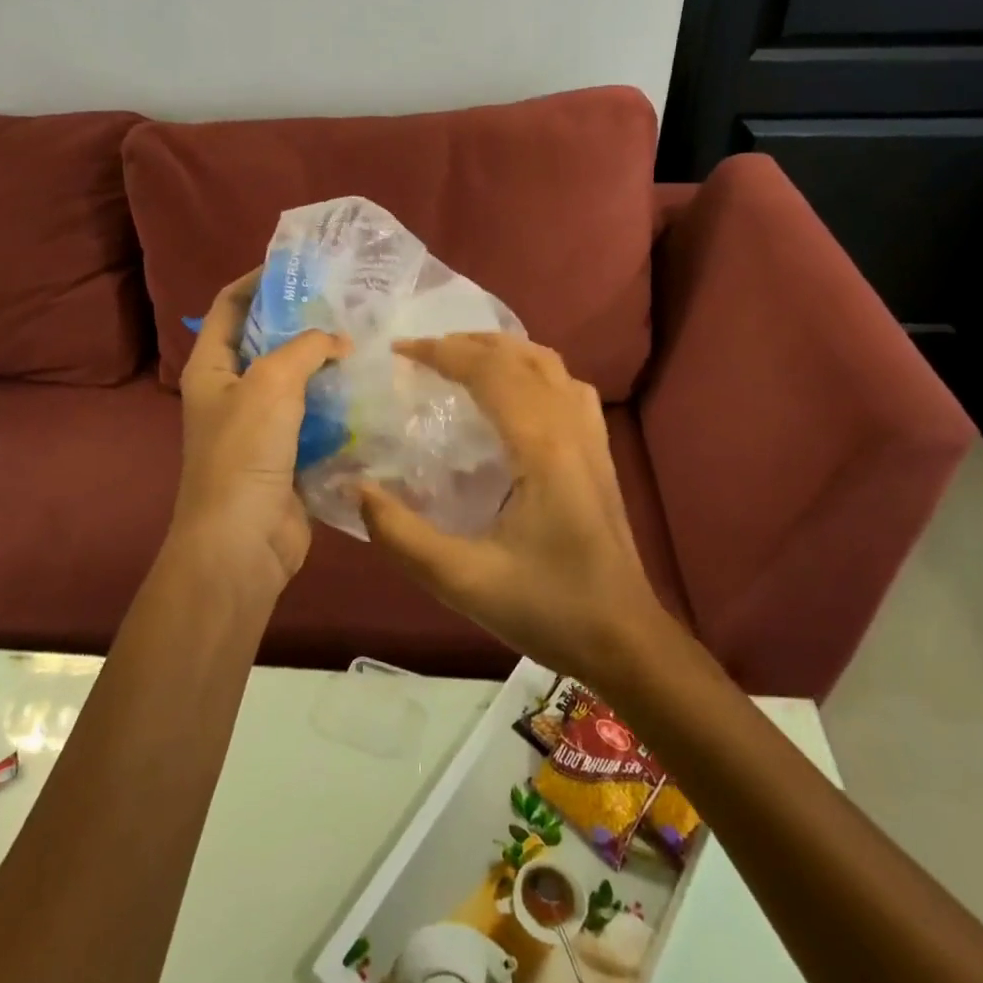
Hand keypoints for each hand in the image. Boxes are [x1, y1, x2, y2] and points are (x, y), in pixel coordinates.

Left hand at [168, 270, 349, 596]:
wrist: (242, 542)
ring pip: (295, 382)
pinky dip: (336, 404)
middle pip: (266, 342)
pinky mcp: (286, 454)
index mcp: (211, 368)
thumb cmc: (245, 453)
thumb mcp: (271, 384)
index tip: (299, 267)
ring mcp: (258, 426)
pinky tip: (368, 390)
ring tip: (365, 341)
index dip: (257, 281)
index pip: (228, 307)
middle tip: (346, 304)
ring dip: (324, 365)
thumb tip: (338, 341)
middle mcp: (231, 392)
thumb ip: (306, 348)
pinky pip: (313, 418)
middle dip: (302, 322)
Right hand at [357, 333, 673, 684]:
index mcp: (541, 446)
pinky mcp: (600, 454)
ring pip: (549, 365)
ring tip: (462, 360)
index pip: (489, 371)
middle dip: (467, 343)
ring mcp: (592, 438)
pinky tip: (515, 394)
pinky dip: (533, 371)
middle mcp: (570, 427)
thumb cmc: (548, 608)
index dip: (441, 352)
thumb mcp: (463, 580)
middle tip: (421, 353)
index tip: (399, 351)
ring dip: (502, 351)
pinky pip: (568, 388)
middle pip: (519, 356)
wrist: (626, 639)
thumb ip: (402, 535)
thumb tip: (356, 488)